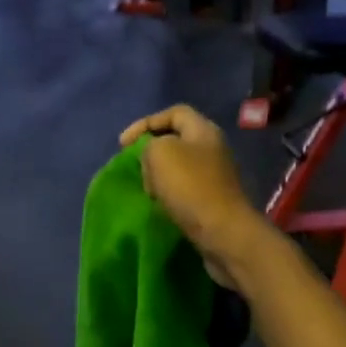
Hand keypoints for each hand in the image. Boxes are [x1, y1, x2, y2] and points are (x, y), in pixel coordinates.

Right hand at [119, 106, 270, 288]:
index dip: (146, 123)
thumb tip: (153, 159)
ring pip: (179, 168)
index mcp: (204, 130)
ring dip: (158, 177)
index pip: (174, 113)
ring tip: (147, 191)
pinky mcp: (213, 202)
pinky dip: (169, 195)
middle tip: (137, 168)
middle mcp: (213, 149)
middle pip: (176, 141)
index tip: (123, 144)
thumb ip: (149, 145)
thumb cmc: (191, 188)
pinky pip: (185, 191)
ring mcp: (215, 177)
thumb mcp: (160, 153)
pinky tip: (161, 206)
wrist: (223, 233)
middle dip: (151, 152)